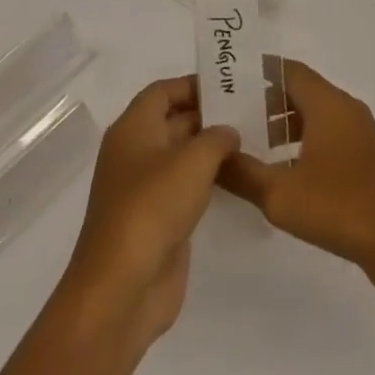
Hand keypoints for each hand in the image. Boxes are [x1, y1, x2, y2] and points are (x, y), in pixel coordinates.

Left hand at [59, 75, 239, 355]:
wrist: (121, 290)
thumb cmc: (153, 208)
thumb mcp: (193, 160)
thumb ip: (217, 137)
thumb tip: (227, 132)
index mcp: (133, 129)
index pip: (163, 91)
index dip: (194, 84)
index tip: (231, 85)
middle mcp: (135, 153)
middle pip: (173, 121)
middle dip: (209, 115)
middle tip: (253, 111)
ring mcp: (144, 189)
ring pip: (182, 156)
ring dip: (212, 150)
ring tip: (253, 140)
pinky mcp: (157, 221)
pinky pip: (185, 188)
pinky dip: (209, 180)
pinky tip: (239, 178)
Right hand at [217, 60, 374, 294]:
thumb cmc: (340, 207)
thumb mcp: (280, 194)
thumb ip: (242, 173)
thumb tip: (213, 155)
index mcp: (327, 103)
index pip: (287, 69)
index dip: (256, 72)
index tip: (225, 82)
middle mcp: (344, 108)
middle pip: (299, 90)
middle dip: (264, 100)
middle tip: (228, 116)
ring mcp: (358, 133)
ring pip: (313, 114)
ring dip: (282, 123)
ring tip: (248, 144)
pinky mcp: (364, 158)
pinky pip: (326, 135)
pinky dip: (300, 142)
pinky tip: (280, 171)